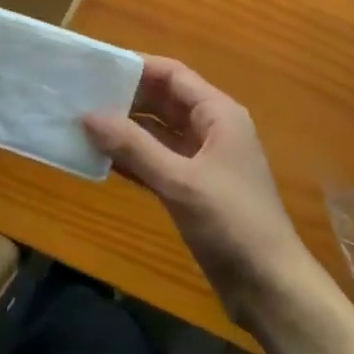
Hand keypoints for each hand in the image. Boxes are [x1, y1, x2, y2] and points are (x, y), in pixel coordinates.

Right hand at [83, 58, 316, 327]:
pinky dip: (134, 158)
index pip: (173, 75)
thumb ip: (134, 147)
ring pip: (159, 132)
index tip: (98, 66)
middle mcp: (212, 129)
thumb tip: (88, 115)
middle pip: (165, 100)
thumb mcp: (179, 182)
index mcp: (218, 114)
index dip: (137, 66)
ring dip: (127, 129)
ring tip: (84, 123)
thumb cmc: (231, 223)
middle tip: (83, 94)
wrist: (270, 288)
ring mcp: (204, 160)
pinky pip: (159, 161)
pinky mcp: (195, 189)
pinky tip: (103, 158)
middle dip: (127, 97)